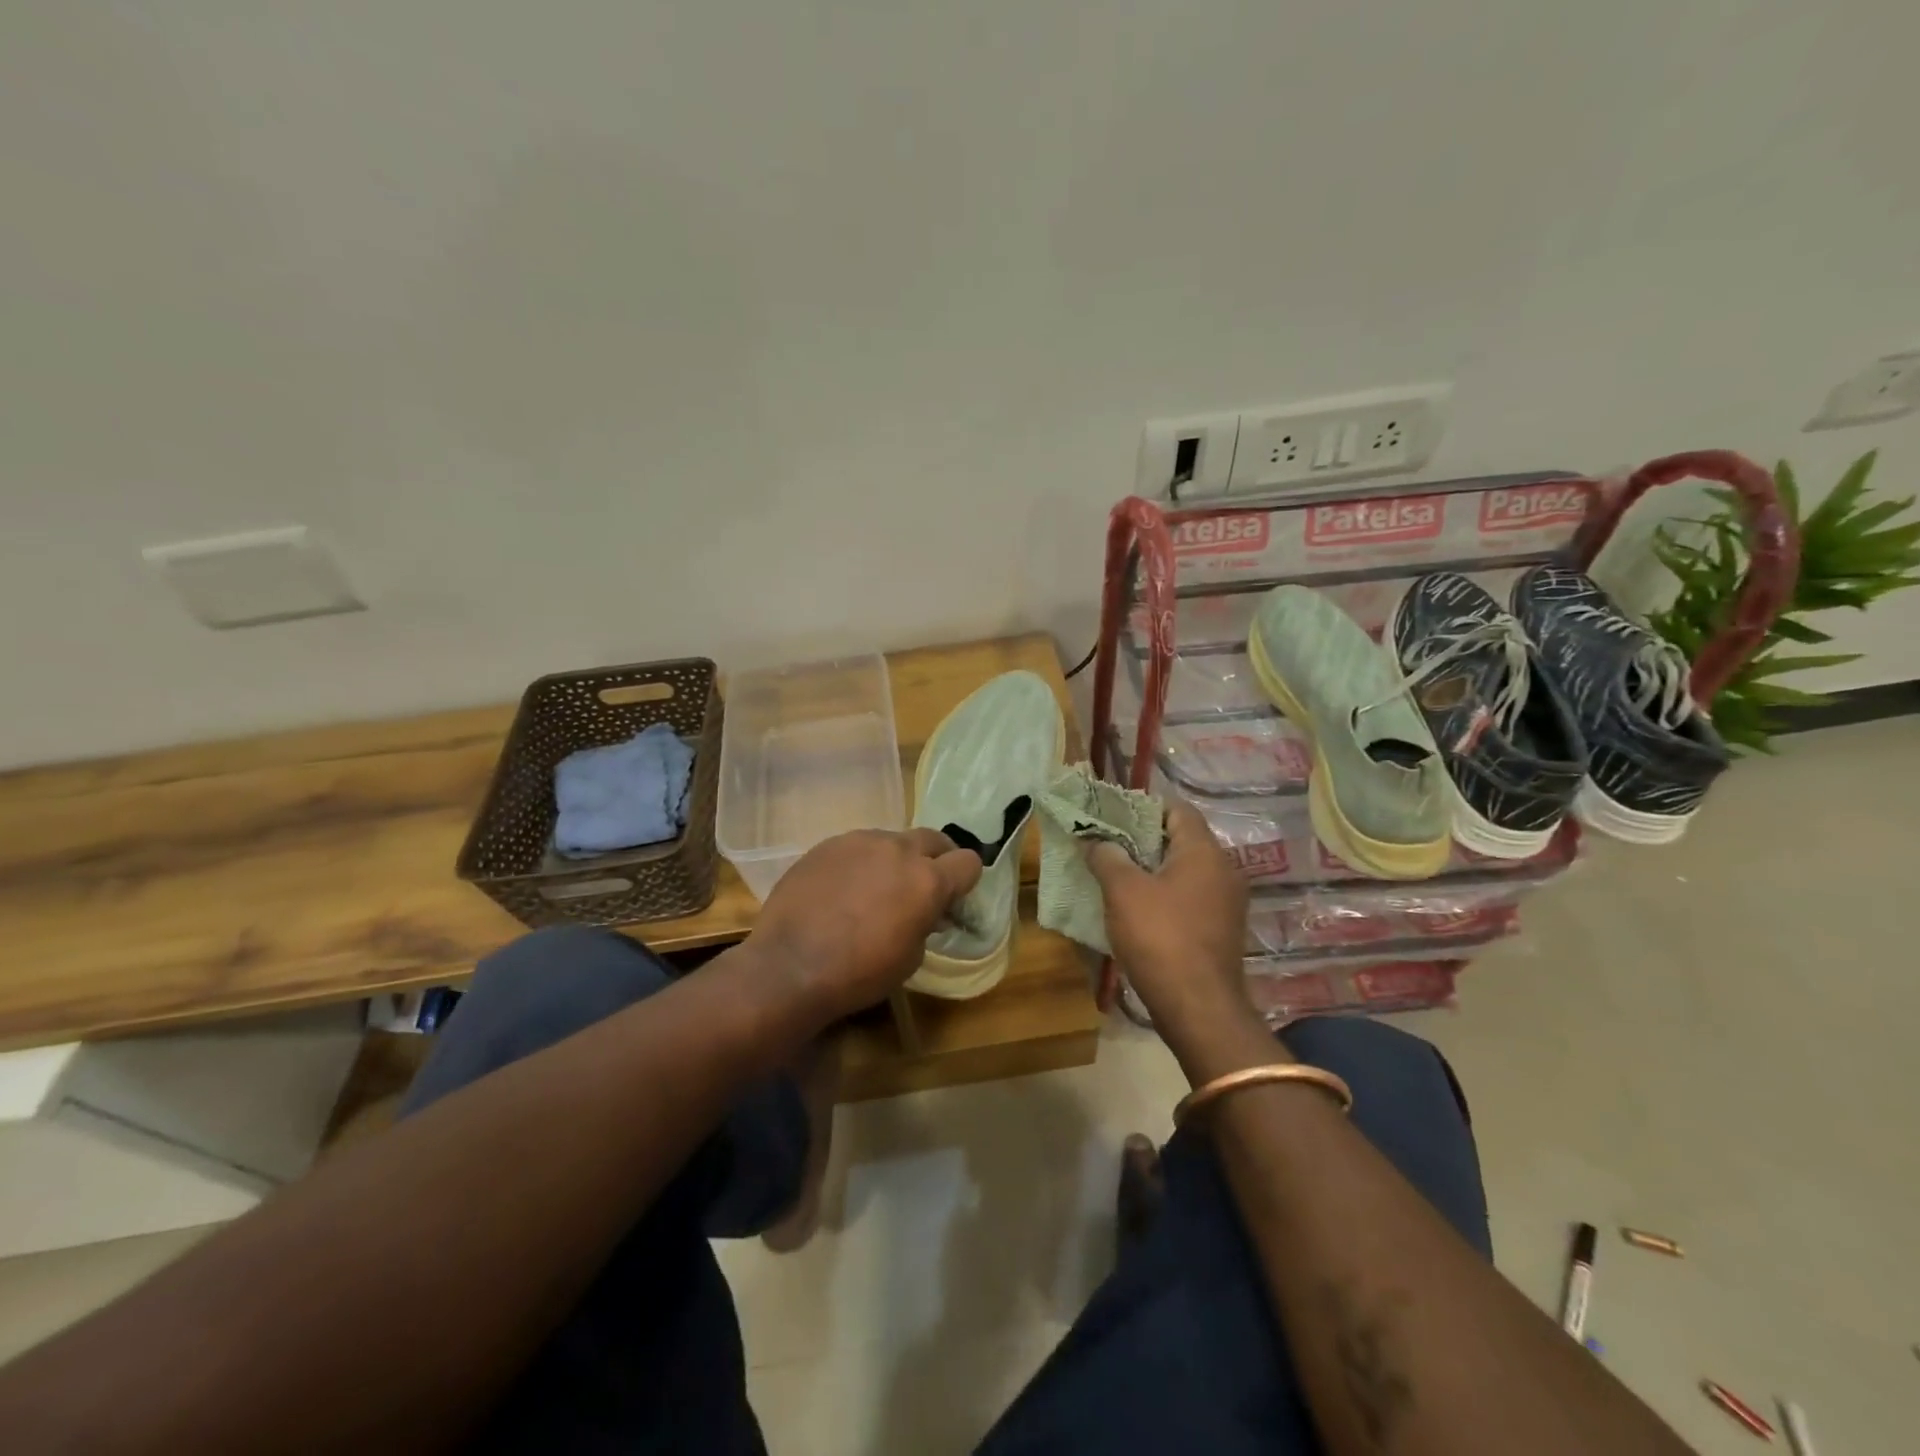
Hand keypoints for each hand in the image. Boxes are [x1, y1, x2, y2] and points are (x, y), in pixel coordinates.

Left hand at [745, 828, 981, 1025]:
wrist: (789, 965)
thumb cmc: (859, 973)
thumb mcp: (910, 958)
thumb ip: (925, 923)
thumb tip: (925, 912)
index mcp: (927, 879)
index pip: (968, 862)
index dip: (965, 881)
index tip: (953, 899)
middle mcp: (897, 849)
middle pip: (934, 839)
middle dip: (936, 860)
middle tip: (923, 887)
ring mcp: (859, 841)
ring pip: (892, 840)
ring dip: (895, 860)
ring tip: (876, 890)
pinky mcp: (827, 844)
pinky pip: (857, 847)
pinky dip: (861, 863)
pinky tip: (842, 891)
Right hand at [1086, 801, 1273, 1070]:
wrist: (1199, 1008)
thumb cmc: (1160, 938)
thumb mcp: (1122, 891)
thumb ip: (1107, 857)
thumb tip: (1095, 840)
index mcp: (1204, 851)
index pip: (1177, 809)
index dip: (1143, 807)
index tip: (1113, 815)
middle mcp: (1224, 869)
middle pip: (1181, 839)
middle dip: (1143, 839)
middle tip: (1107, 844)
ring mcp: (1226, 902)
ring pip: (1185, 871)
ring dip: (1152, 869)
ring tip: (1115, 874)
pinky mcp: (1221, 929)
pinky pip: (1190, 897)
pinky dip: (1165, 894)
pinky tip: (1137, 908)